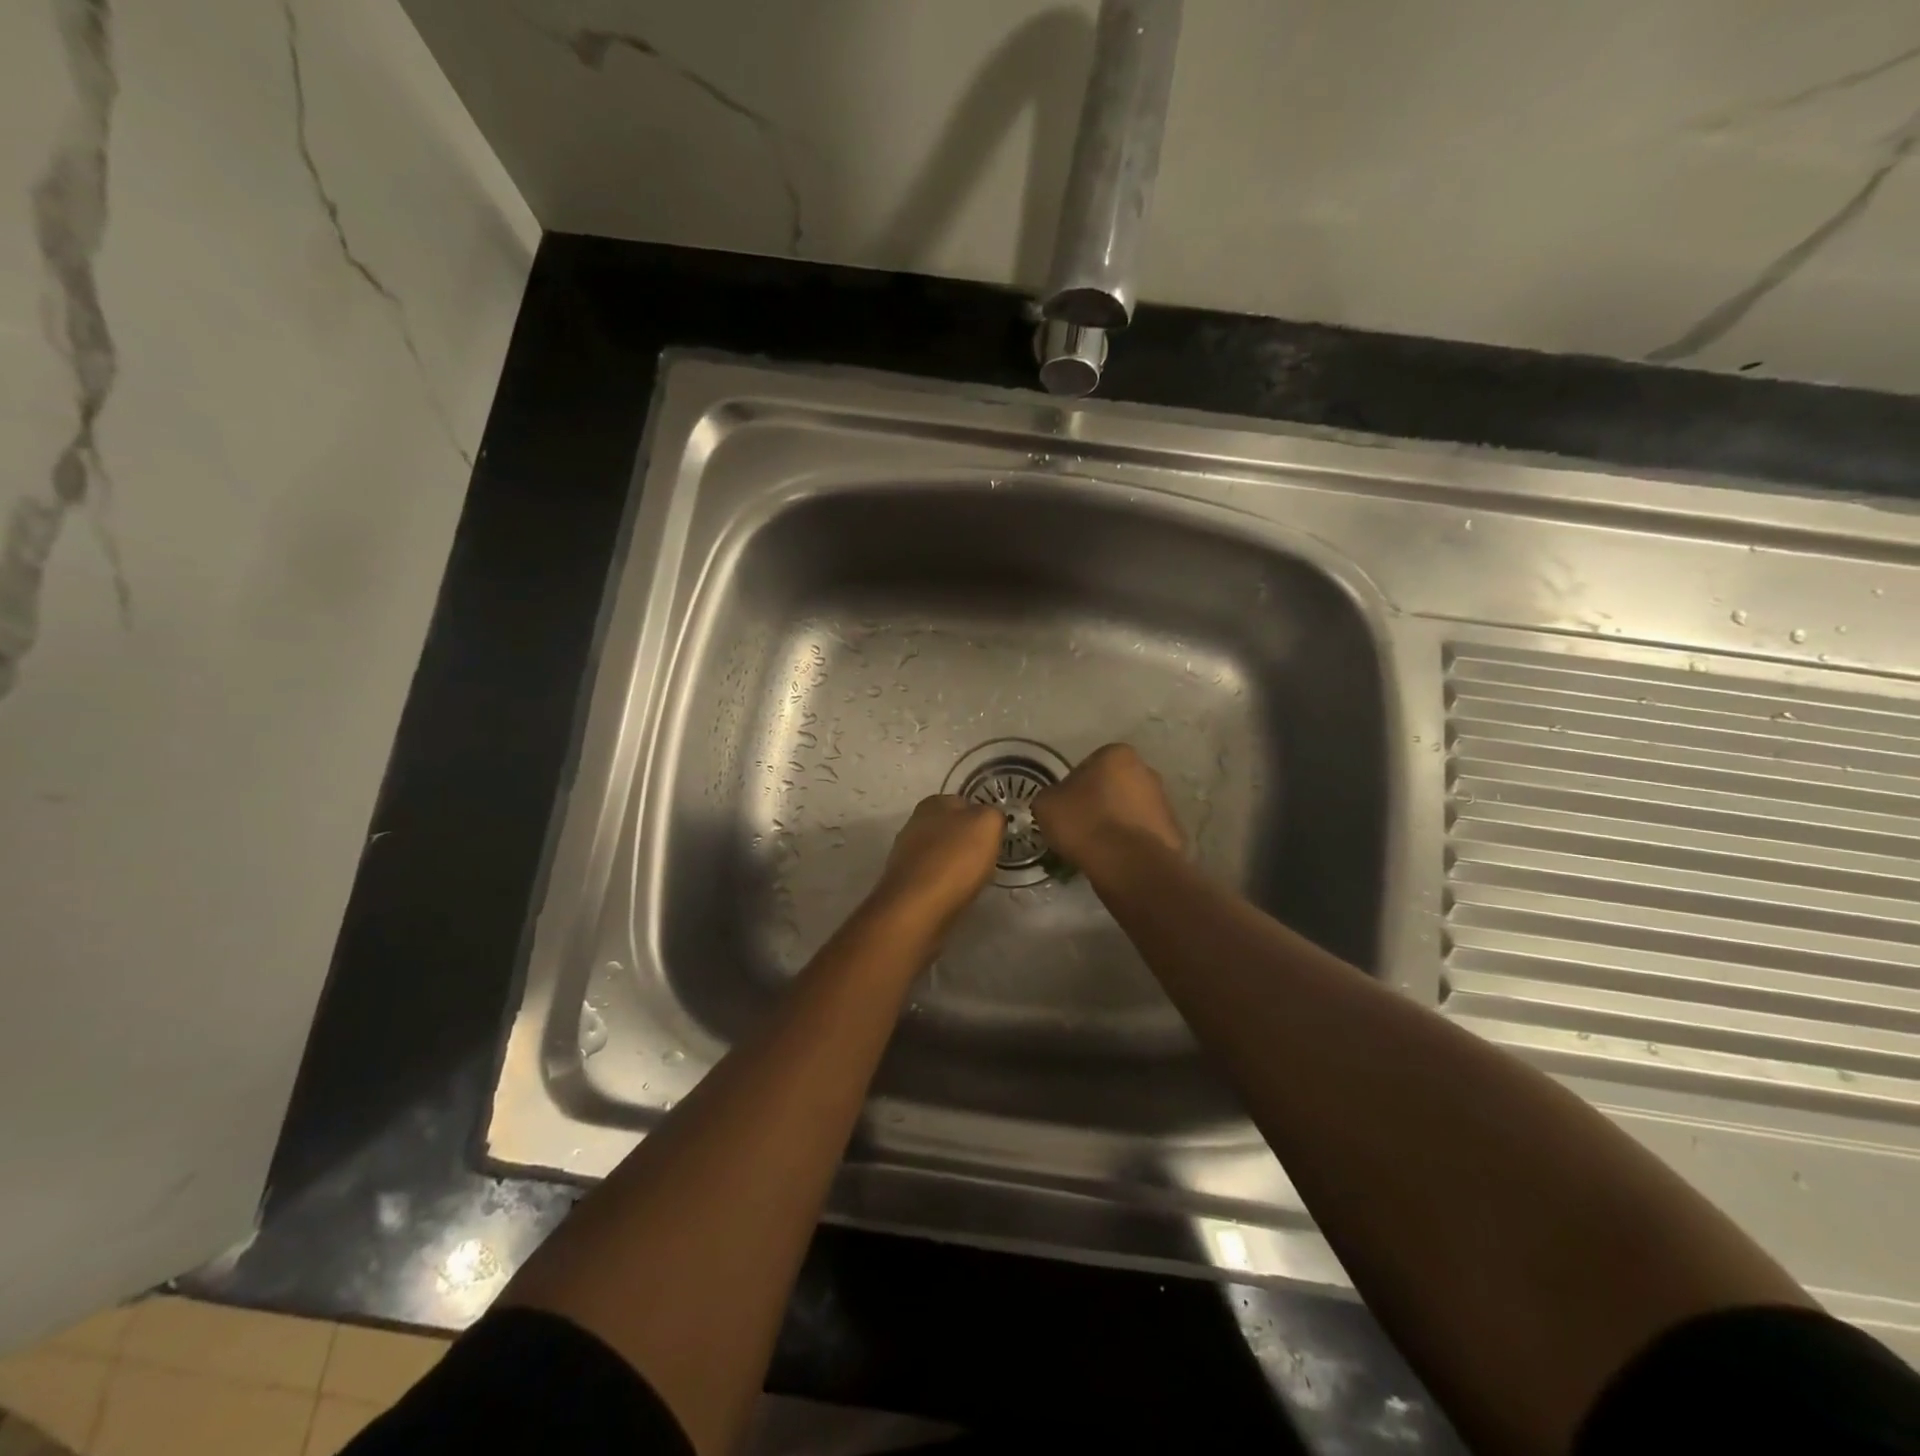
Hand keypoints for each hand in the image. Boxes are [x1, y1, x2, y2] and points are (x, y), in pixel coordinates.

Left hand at [868, 794, 1003, 930]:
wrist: (917, 907)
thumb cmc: (955, 859)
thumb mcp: (988, 824)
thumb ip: (993, 815)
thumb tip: (990, 820)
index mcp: (932, 803)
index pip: (965, 803)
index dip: (983, 820)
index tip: (994, 840)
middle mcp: (914, 822)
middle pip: (951, 829)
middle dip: (967, 842)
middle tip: (986, 860)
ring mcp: (905, 853)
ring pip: (941, 852)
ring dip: (955, 863)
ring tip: (971, 880)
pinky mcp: (904, 881)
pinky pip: (932, 875)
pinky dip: (944, 883)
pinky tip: (953, 893)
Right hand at [1032, 743, 1183, 873]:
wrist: (1129, 864)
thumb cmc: (1085, 823)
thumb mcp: (1046, 804)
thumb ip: (1051, 796)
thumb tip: (1059, 802)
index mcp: (1117, 754)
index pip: (1088, 766)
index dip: (1073, 789)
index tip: (1065, 810)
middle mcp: (1146, 770)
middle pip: (1114, 786)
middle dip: (1100, 802)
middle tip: (1081, 827)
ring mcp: (1164, 801)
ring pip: (1130, 810)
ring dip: (1117, 823)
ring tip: (1098, 847)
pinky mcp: (1173, 831)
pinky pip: (1143, 834)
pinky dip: (1131, 843)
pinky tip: (1116, 859)